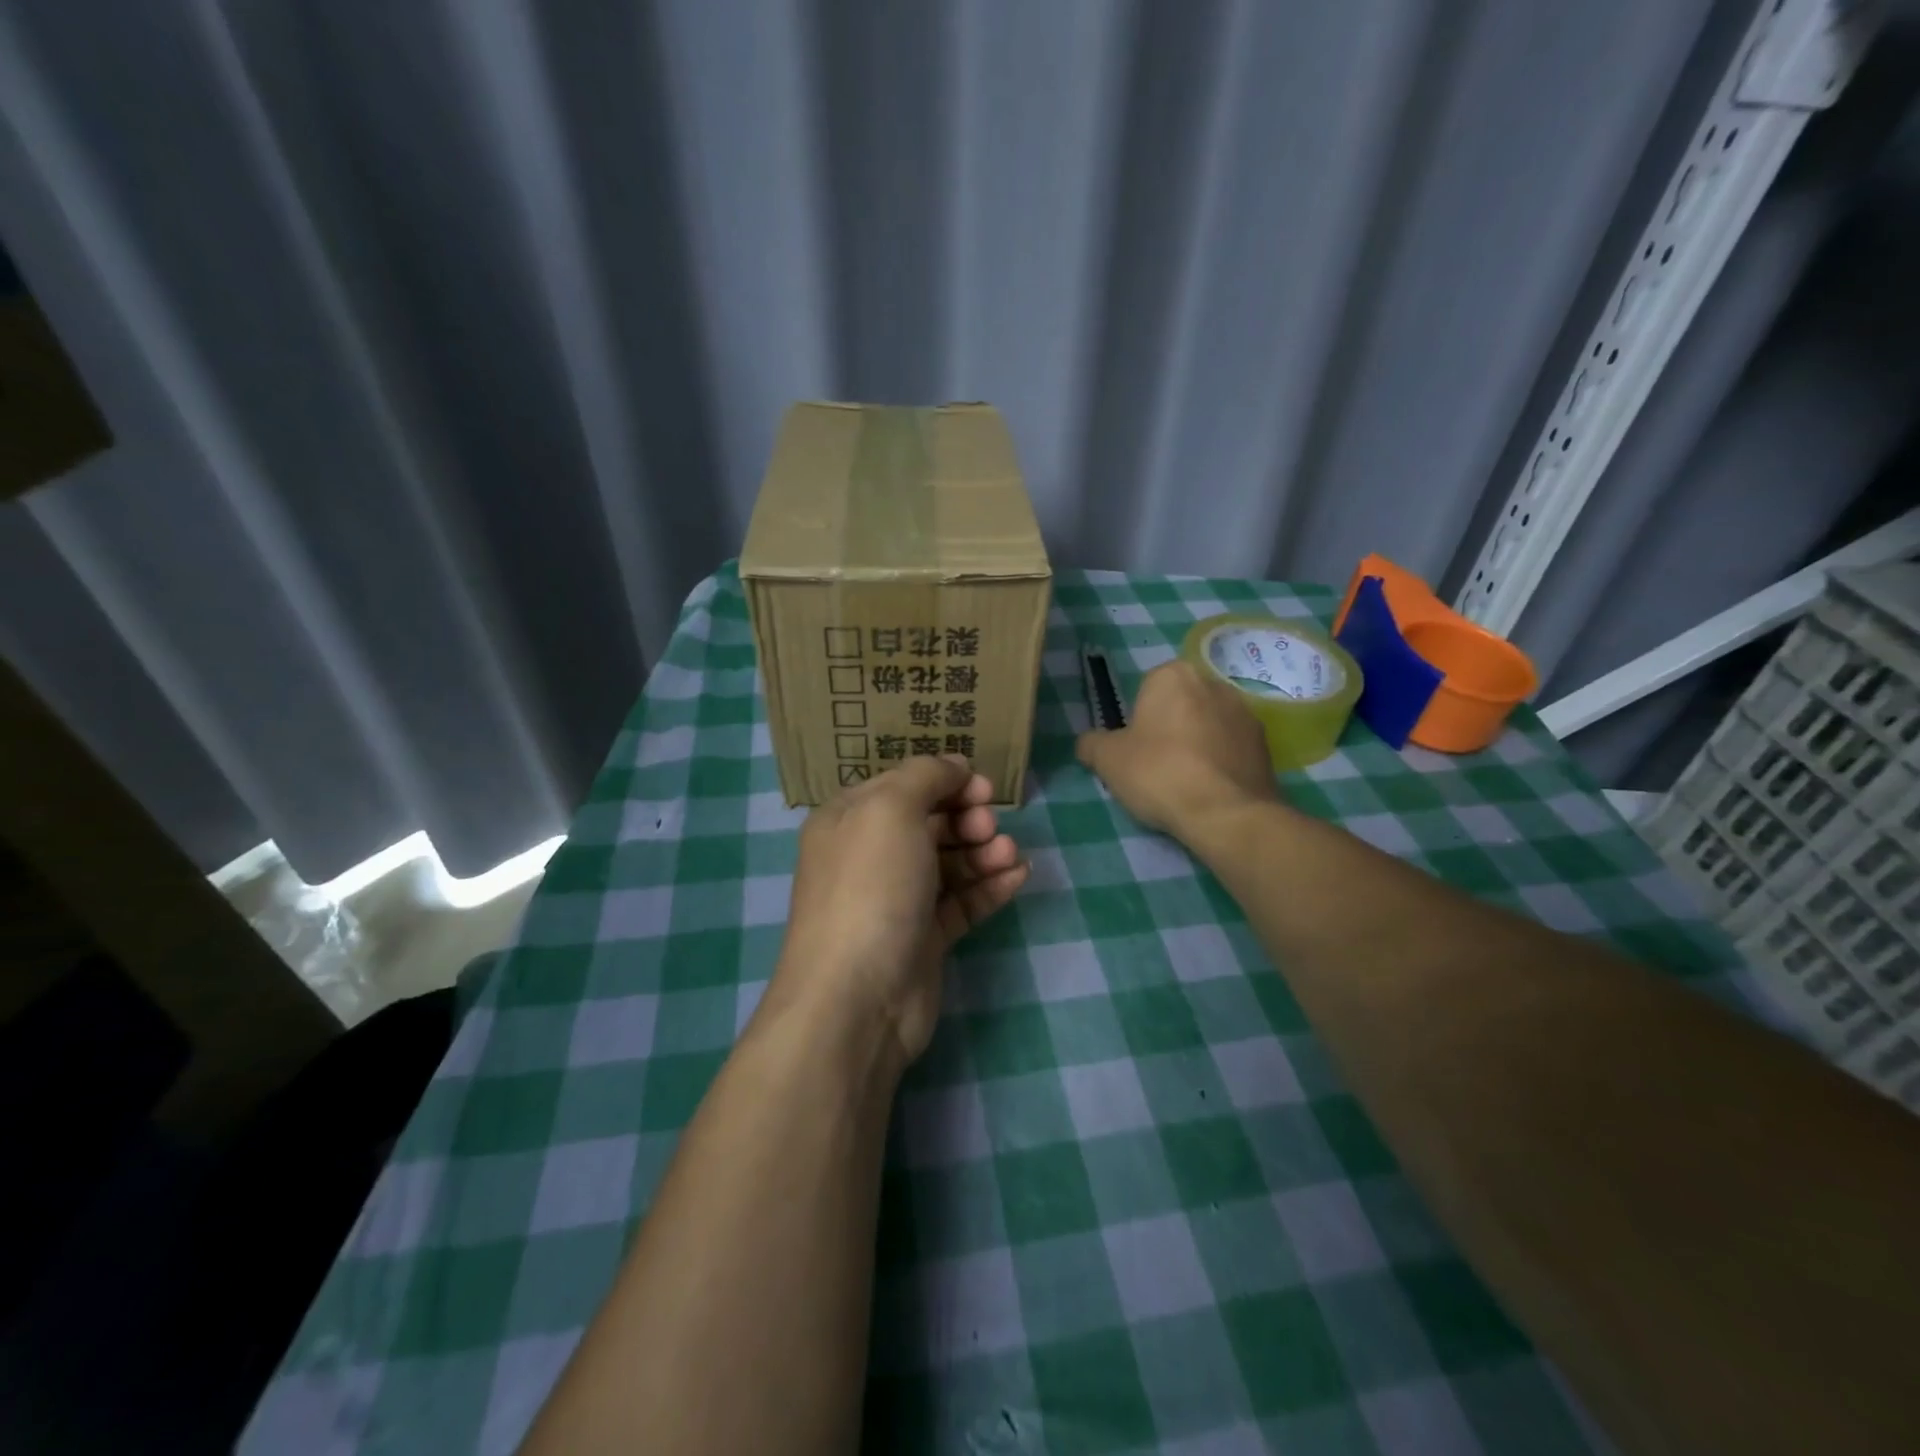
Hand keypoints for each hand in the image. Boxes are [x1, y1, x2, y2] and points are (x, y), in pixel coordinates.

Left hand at [769, 756, 1027, 1066]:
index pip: (902, 785)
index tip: (981, 786)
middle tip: (988, 826)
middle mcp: (870, 855)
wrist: (857, 998)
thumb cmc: (870, 887)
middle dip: (966, 817)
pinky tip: (1018, 876)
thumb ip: (926, 775)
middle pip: (929, 822)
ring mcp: (897, 899)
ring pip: (949, 862)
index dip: (944, 780)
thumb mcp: (891, 809)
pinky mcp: (923, 938)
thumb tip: (954, 765)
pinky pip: (961, 901)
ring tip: (1008, 855)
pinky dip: (989, 886)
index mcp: (850, 819)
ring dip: (982, 852)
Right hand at [1076, 660, 1276, 841]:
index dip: (1137, 720)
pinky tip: (1209, 790)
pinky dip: (1220, 762)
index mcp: (1173, 675)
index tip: (1134, 750)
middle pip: (1180, 704)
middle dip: (1169, 728)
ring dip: (1197, 744)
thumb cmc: (1158, 773)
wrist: (1225, 812)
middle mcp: (1213, 683)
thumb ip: (1092, 744)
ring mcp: (1245, 713)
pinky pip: (1231, 748)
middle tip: (1156, 766)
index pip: (1146, 690)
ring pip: (1207, 725)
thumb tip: (1088, 743)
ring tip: (1185, 782)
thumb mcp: (1107, 760)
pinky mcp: (1266, 744)